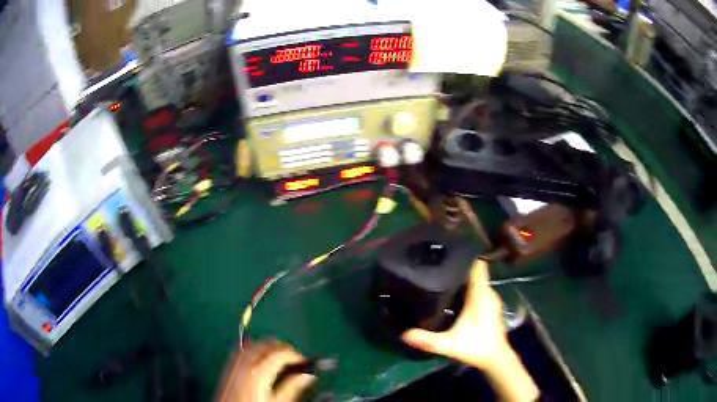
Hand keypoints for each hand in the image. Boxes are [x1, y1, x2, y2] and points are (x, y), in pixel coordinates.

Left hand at [218, 341, 315, 401]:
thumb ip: (293, 388)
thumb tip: (308, 376)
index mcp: (258, 372)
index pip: (279, 354)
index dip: (295, 355)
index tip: (305, 361)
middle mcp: (244, 365)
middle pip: (263, 345)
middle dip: (280, 347)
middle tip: (293, 354)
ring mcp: (233, 366)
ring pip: (249, 346)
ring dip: (264, 346)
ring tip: (277, 353)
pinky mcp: (226, 371)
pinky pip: (239, 352)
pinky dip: (250, 349)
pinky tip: (257, 357)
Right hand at [401, 259, 509, 368]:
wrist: (495, 359)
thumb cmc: (476, 347)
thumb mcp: (449, 344)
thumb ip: (427, 340)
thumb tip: (403, 334)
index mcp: (482, 295)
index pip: (478, 266)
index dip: (466, 257)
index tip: (449, 251)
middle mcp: (489, 293)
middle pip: (475, 272)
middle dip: (459, 268)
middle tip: (438, 266)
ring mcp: (491, 300)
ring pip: (477, 282)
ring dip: (463, 279)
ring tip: (442, 277)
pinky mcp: (490, 307)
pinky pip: (479, 290)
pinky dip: (468, 288)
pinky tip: (453, 294)